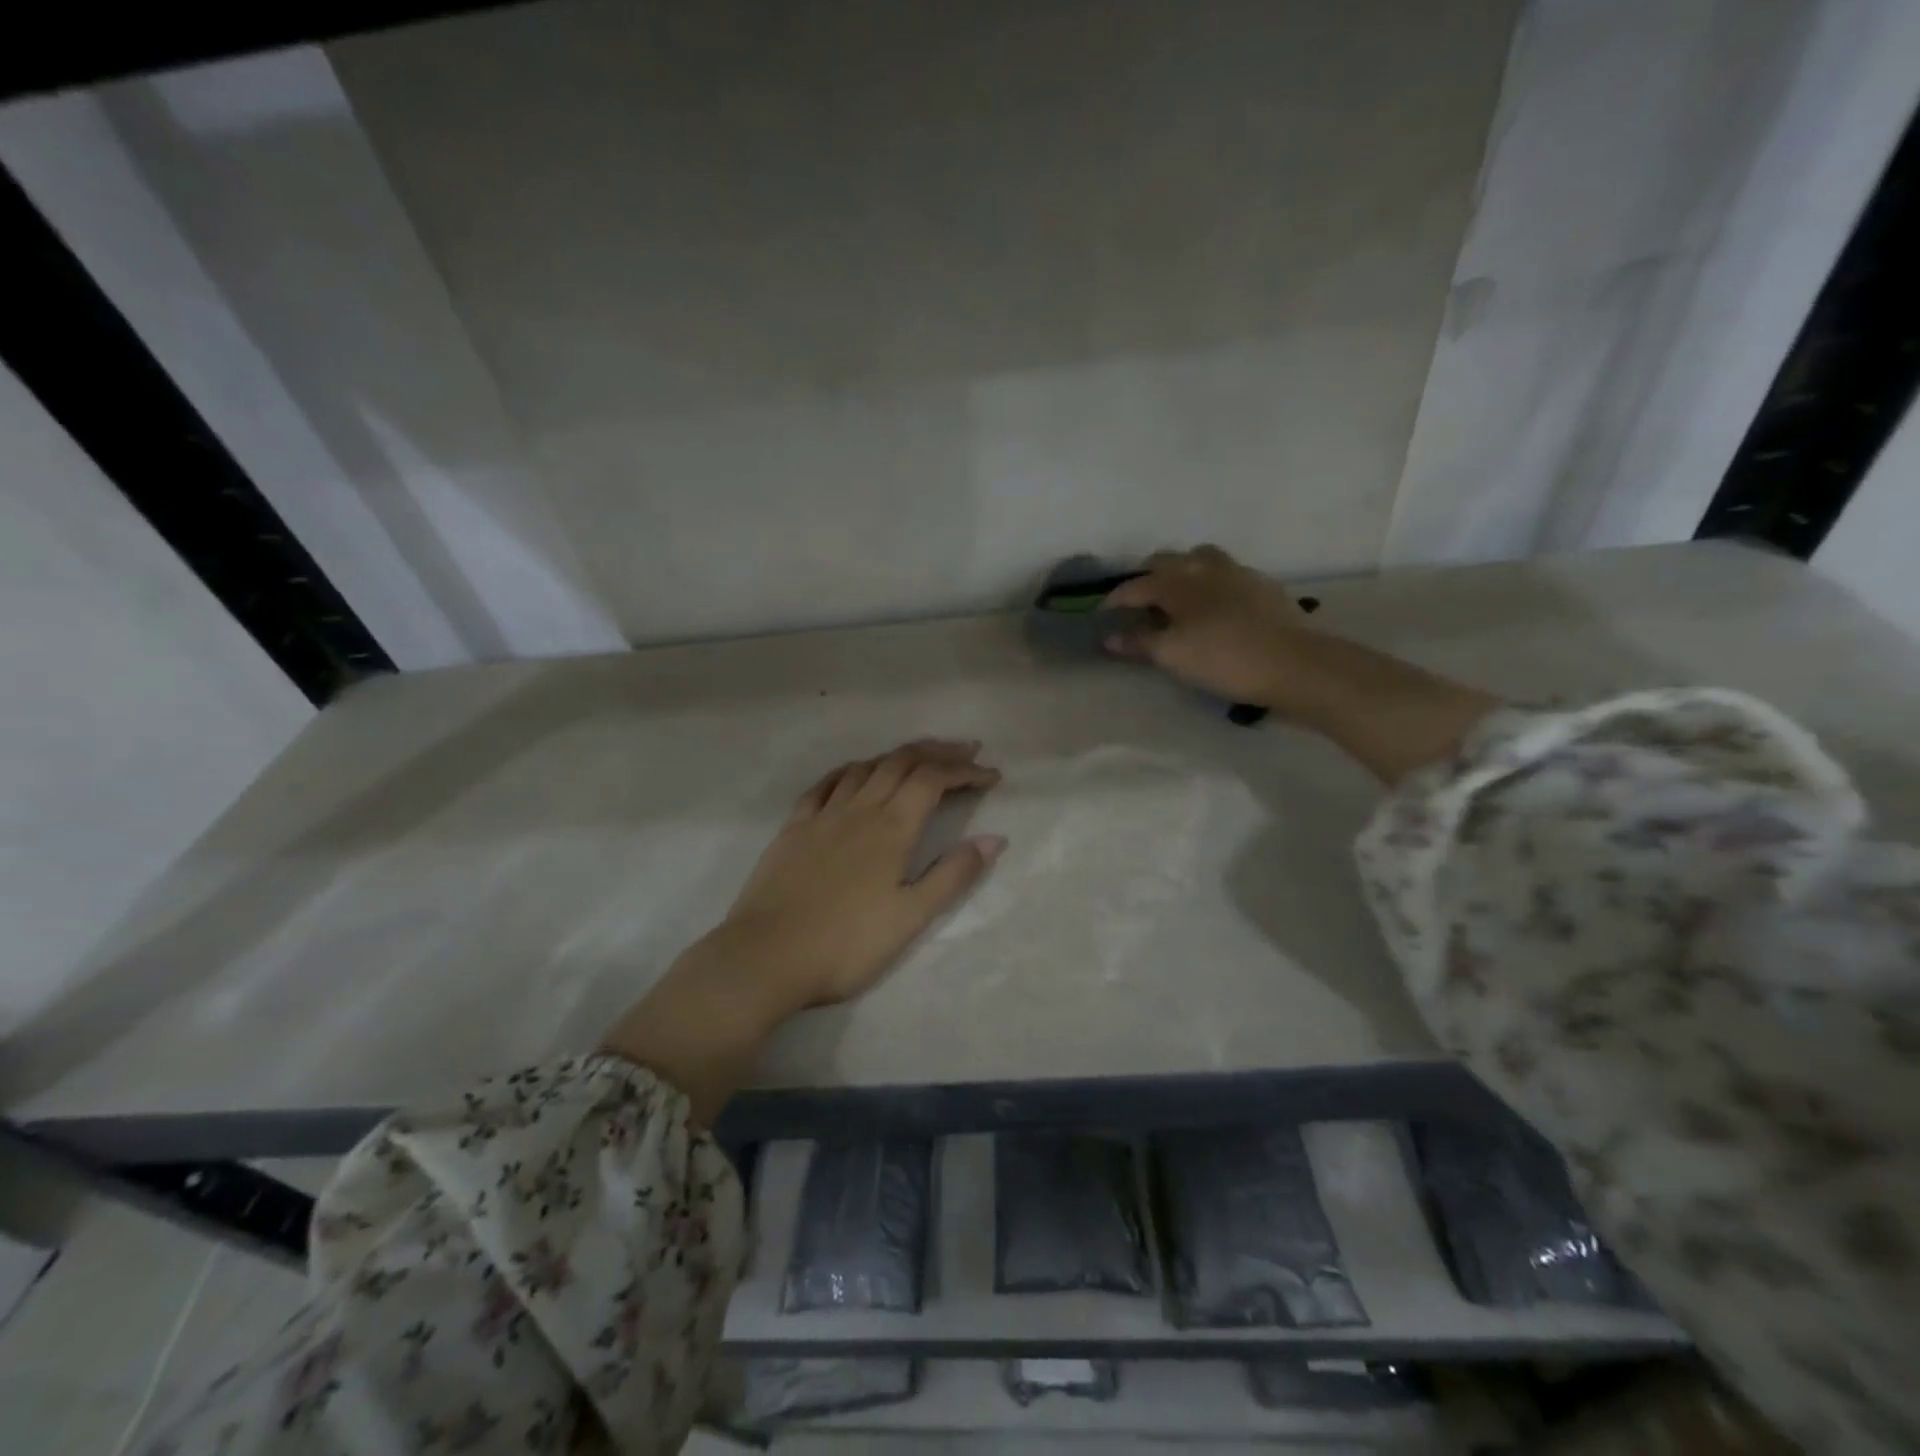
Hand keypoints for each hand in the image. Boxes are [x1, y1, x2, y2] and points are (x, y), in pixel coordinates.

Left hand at [601, 738, 1004, 1121]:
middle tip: (965, 749)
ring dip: (897, 755)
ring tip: (919, 756)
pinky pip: (826, 784)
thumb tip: (994, 838)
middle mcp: (859, 809)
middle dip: (937, 751)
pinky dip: (850, 770)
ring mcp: (822, 815)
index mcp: (891, 828)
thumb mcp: (911, 918)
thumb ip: (953, 875)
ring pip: (865, 767)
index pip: (933, 780)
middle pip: (901, 762)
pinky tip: (855, 772)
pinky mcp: (794, 828)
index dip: (964, 770)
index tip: (991, 775)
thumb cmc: (845, 944)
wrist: (765, 956)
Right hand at [1102, 545, 1316, 709]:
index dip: (1115, 599)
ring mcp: (1236, 572)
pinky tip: (1214, 604)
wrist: (1293, 663)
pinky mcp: (1261, 584)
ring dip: (1181, 571)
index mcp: (1176, 582)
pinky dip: (1209, 582)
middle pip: (1166, 561)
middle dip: (1147, 577)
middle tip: (1138, 600)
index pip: (1135, 586)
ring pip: (1199, 559)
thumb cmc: (1222, 659)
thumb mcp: (1172, 655)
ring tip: (1177, 594)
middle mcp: (1203, 567)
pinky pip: (1225, 573)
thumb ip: (1138, 643)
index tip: (1103, 612)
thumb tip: (1109, 637)